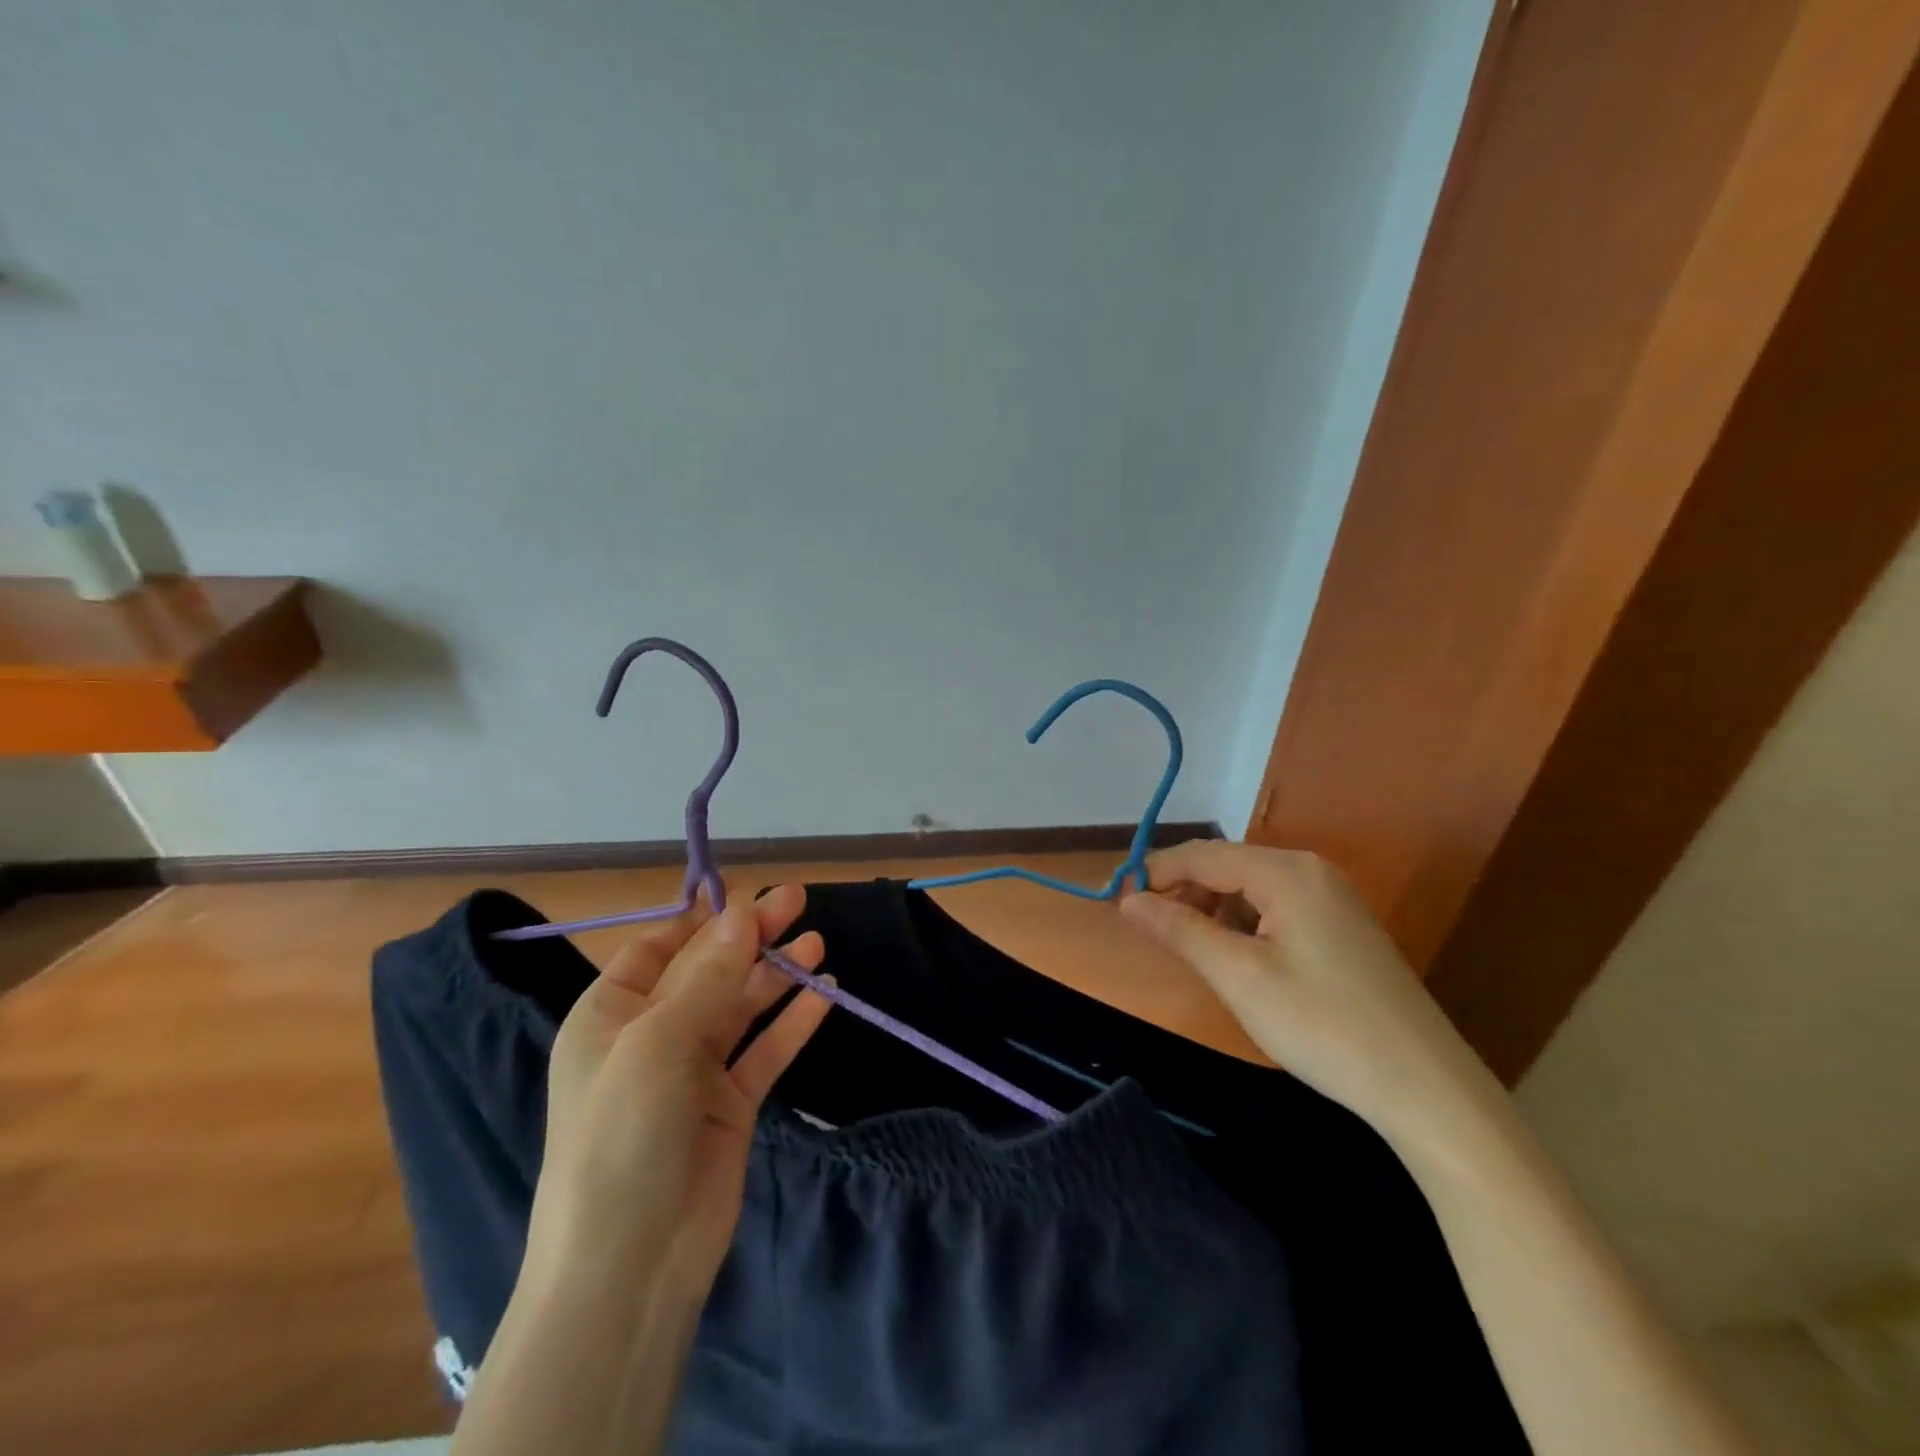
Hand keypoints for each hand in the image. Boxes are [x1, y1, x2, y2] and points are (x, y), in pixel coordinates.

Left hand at [528, 886, 831, 1293]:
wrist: (631, 1266)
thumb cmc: (623, 1136)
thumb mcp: (657, 1043)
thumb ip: (707, 976)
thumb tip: (741, 912)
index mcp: (611, 1015)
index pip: (659, 947)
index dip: (702, 918)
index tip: (745, 891)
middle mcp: (652, 1035)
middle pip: (709, 970)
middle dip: (751, 937)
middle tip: (798, 901)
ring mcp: (695, 1071)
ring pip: (742, 1006)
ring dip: (777, 974)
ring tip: (817, 942)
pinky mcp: (731, 1103)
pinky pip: (766, 1049)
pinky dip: (793, 1020)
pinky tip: (824, 993)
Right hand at [1119, 841, 1502, 1146]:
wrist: (1425, 1088)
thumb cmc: (1322, 1025)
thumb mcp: (1238, 976)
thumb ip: (1179, 930)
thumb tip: (1127, 900)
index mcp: (1286, 871)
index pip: (1203, 854)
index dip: (1155, 873)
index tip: (1117, 902)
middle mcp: (1311, 870)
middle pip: (1227, 866)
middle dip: (1184, 893)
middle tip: (1153, 934)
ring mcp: (1332, 898)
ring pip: (1250, 889)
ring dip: (1212, 911)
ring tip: (1193, 952)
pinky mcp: (1342, 928)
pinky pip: (1275, 908)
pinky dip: (1244, 925)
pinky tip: (1238, 961)